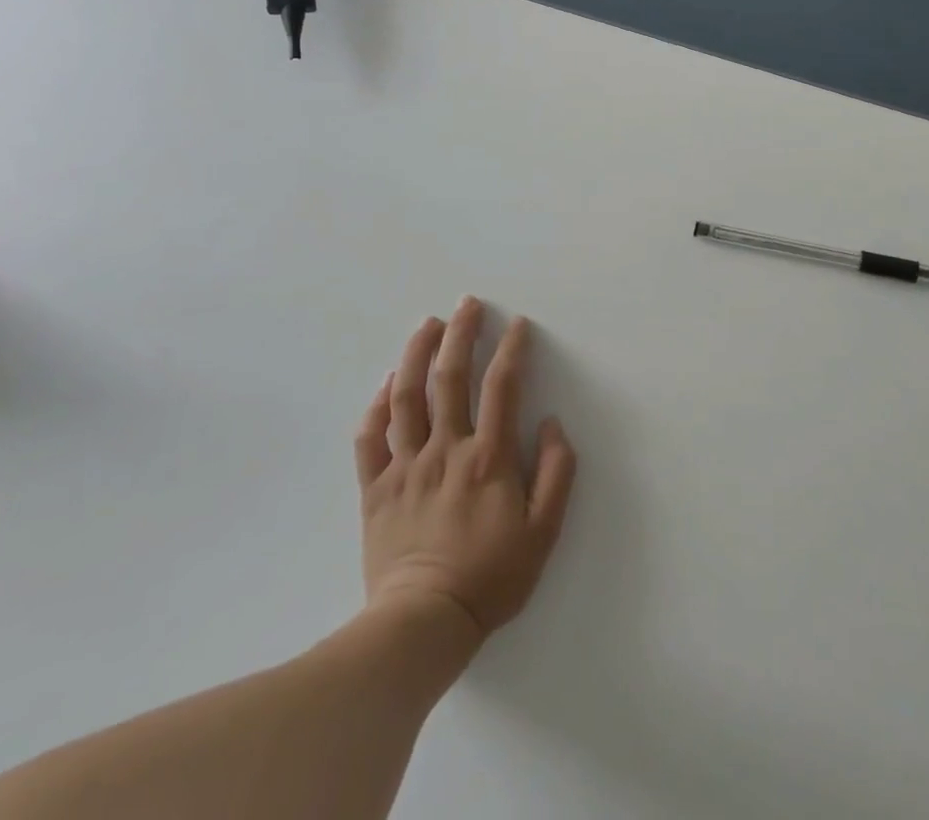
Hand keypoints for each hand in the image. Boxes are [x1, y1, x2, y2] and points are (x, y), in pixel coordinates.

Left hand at [356, 297, 576, 648]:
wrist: (422, 625)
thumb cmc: (491, 578)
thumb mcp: (544, 531)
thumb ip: (557, 472)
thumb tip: (552, 423)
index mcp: (488, 457)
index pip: (502, 387)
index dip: (512, 350)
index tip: (518, 324)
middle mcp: (446, 449)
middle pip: (450, 378)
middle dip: (460, 334)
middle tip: (467, 303)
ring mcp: (406, 466)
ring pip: (407, 398)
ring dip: (416, 355)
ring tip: (426, 325)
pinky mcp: (376, 488)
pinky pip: (371, 438)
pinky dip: (377, 406)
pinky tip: (386, 384)